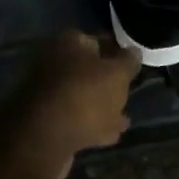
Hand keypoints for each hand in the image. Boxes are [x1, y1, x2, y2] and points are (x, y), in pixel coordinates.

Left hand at [10, 32, 140, 178]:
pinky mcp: (46, 123)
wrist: (44, 138)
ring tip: (125, 119)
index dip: (117, 52)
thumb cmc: (84, 95)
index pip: (97, 40)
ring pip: (82, 97)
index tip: (133, 66)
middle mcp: (52, 63)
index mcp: (67, 43)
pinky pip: (76, 120)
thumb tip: (134, 52)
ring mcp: (47, 94)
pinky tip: (111, 135)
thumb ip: (128, 62)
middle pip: (87, 71)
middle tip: (128, 93)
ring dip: (102, 107)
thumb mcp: (117, 74)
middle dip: (107, 83)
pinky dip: (92, 125)